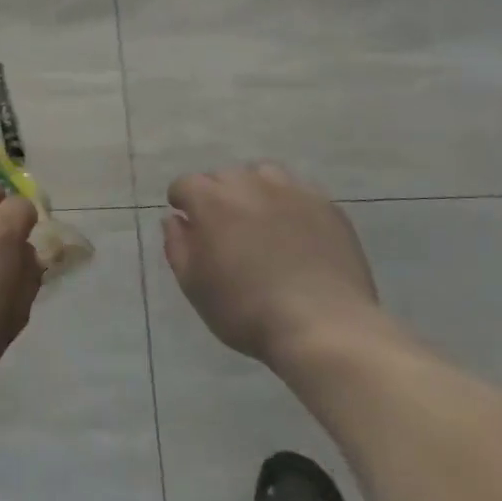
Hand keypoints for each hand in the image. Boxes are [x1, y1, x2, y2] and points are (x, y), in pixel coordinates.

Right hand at [163, 164, 380, 364]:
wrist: (322, 326)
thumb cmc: (245, 310)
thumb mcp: (193, 285)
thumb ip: (177, 245)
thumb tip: (174, 219)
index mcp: (212, 202)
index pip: (186, 184)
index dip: (181, 201)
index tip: (186, 222)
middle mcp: (251, 186)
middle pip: (224, 175)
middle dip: (215, 194)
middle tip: (221, 227)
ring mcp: (293, 193)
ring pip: (263, 174)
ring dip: (252, 190)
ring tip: (257, 219)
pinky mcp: (327, 207)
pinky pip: (298, 191)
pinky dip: (286, 202)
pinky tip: (291, 229)